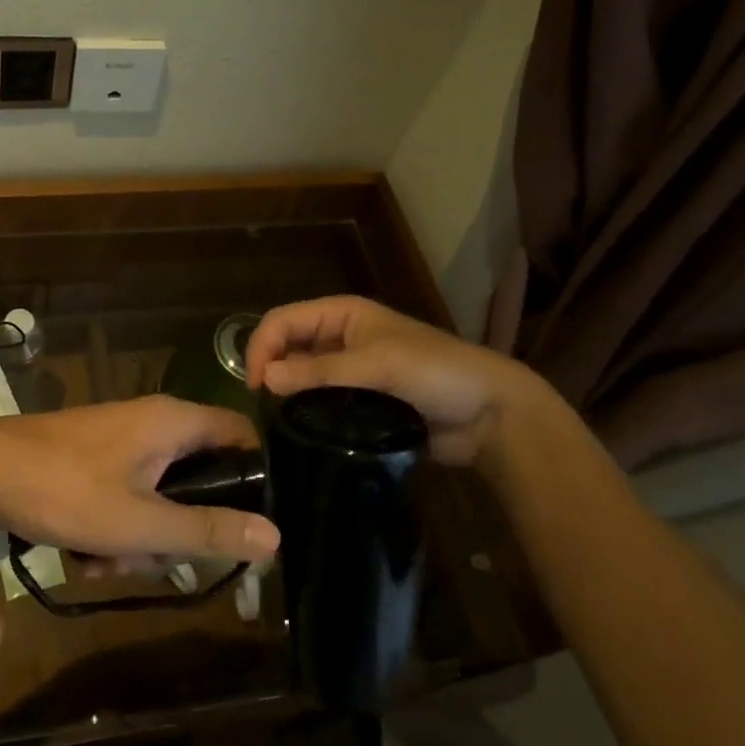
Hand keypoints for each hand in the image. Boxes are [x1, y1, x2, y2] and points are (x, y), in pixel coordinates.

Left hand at [0, 397, 277, 561]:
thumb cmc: (66, 491)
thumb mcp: (141, 523)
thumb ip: (208, 531)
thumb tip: (274, 535)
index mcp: (175, 422)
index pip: (242, 436)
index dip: (255, 479)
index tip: (250, 527)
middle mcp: (154, 423)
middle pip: (198, 479)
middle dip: (179, 531)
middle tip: (154, 559)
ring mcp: (121, 441)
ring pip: (158, 497)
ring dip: (139, 540)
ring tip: (104, 562)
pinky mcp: (95, 459)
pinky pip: (125, 497)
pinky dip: (113, 529)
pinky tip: (84, 556)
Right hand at [244, 295, 564, 465]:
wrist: (489, 414)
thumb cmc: (434, 372)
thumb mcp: (376, 364)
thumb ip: (319, 372)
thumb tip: (264, 379)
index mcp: (342, 314)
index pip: (282, 320)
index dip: (262, 346)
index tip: (256, 386)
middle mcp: (339, 337)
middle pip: (286, 346)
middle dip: (270, 369)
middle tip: (264, 408)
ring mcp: (348, 371)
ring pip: (300, 376)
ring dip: (286, 393)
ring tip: (278, 423)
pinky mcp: (357, 402)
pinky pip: (319, 402)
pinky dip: (305, 412)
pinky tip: (299, 431)